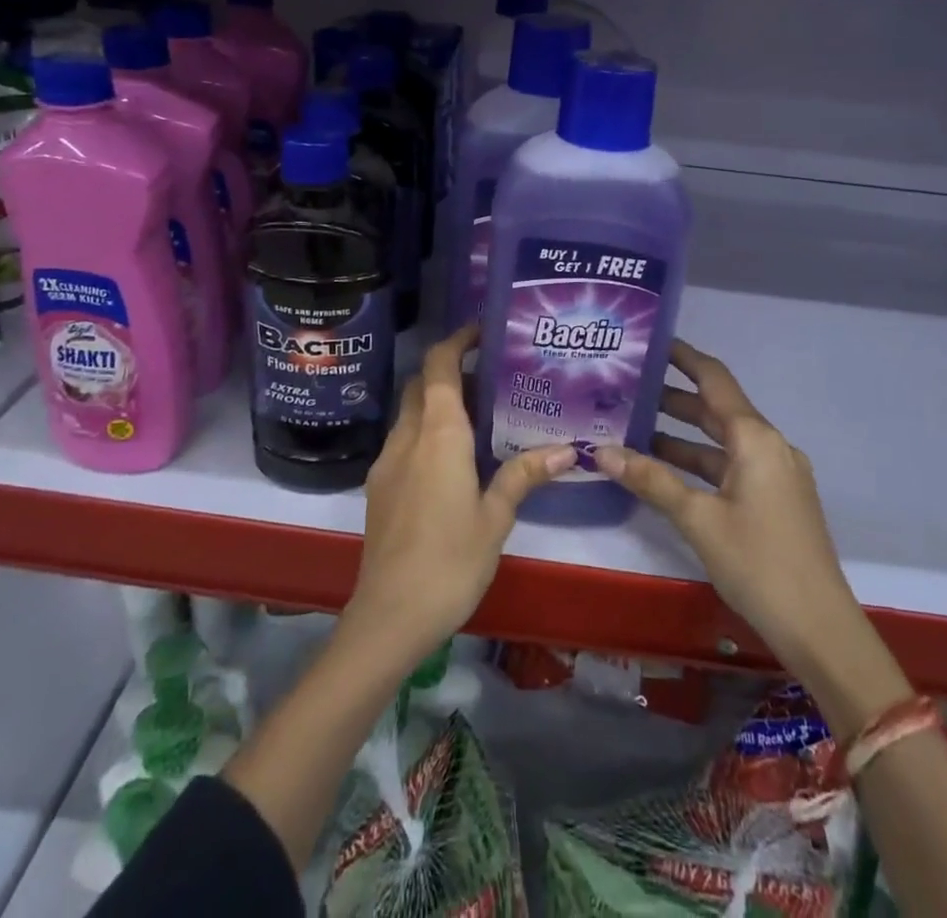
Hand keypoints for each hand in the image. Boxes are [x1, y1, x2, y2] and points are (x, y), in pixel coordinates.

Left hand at [343, 325, 575, 667]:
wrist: (390, 615)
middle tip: (490, 378)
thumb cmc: (450, 560)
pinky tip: (451, 460)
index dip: (457, 340)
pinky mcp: (378, 486)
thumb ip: (524, 475)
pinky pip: (403, 440)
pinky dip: (425, 431)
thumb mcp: (496, 517)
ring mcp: (387, 461)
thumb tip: (567, 448)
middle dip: (449, 370)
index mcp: (438, 433)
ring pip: (410, 412)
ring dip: (437, 402)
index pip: (438, 365)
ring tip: (478, 416)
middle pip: (421, 383)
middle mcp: (408, 436)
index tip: (483, 331)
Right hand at [598, 340, 849, 673]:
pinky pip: (731, 465)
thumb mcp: (698, 519)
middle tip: (627, 388)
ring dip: (683, 434)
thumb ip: (650, 479)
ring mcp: (776, 474)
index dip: (683, 357)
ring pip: (721, 441)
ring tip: (634, 427)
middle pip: (716, 409)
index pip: (714, 379)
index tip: (650, 343)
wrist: (821, 629)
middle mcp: (769, 446)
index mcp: (754, 438)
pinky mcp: (776, 500)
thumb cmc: (758, 563)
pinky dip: (699, 462)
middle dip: (673, 398)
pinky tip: (666, 471)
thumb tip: (600, 451)